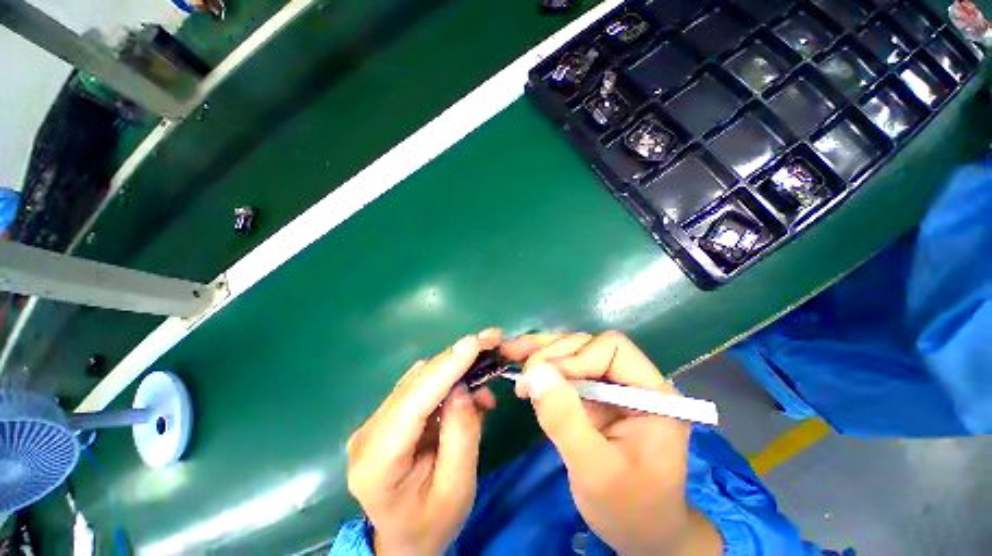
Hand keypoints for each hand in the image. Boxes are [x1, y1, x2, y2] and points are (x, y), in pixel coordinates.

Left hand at [347, 330, 499, 554]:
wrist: (404, 539)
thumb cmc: (431, 523)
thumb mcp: (456, 488)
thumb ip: (461, 434)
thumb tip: (463, 387)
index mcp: (377, 459)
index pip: (414, 401)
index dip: (447, 367)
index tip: (475, 342)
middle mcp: (369, 431)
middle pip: (417, 382)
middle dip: (456, 358)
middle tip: (490, 340)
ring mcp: (376, 420)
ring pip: (420, 378)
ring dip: (455, 367)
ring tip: (486, 366)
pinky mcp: (389, 415)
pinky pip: (422, 386)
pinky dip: (448, 378)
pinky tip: (469, 387)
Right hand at [502, 331, 721, 555]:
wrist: (640, 533)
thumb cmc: (629, 509)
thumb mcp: (595, 471)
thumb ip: (566, 420)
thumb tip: (535, 373)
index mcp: (651, 392)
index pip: (612, 349)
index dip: (575, 357)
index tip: (544, 379)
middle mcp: (632, 379)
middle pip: (588, 345)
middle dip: (552, 354)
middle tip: (523, 375)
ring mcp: (611, 384)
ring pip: (573, 351)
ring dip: (541, 353)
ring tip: (511, 353)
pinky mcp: (593, 394)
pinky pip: (565, 370)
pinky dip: (541, 366)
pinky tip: (520, 365)